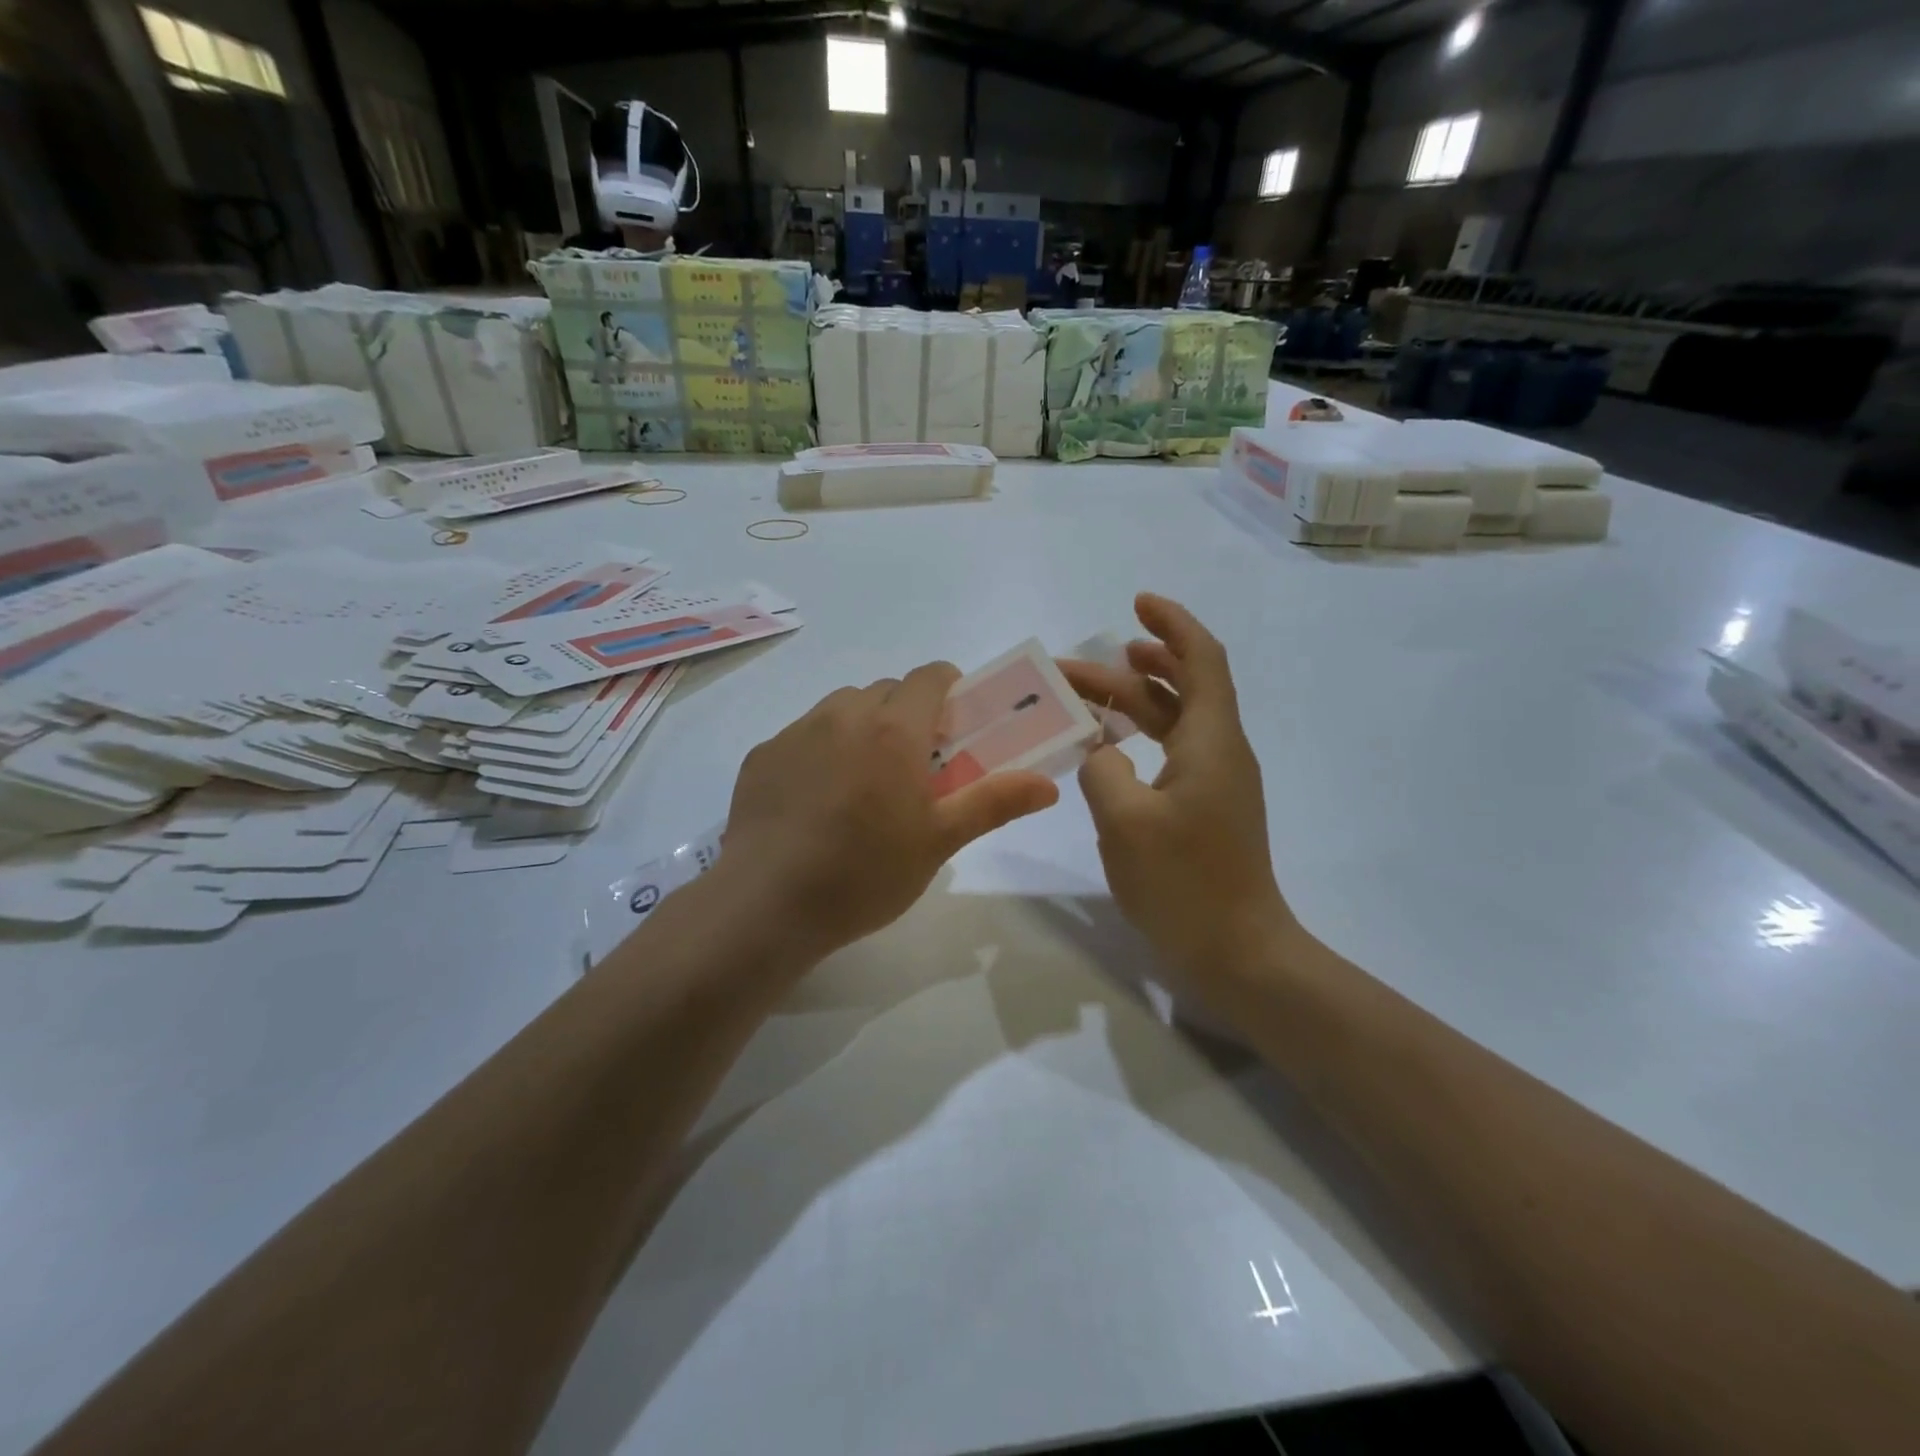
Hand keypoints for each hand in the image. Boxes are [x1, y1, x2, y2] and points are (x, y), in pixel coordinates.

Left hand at [721, 663, 1059, 961]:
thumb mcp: (939, 842)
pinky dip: (822, 749)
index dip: (951, 689)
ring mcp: (797, 731)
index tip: (956, 727)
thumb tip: (1049, 785)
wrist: (767, 904)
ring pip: (843, 708)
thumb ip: (994, 803)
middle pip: (888, 691)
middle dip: (909, 715)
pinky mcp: (763, 755)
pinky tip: (817, 801)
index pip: (931, 675)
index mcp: (894, 728)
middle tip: (915, 766)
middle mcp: (844, 714)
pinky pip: (804, 734)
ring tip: (864, 783)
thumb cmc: (866, 872)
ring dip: (864, 727)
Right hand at [1059, 594, 1295, 997]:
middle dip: (1132, 668)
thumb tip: (1100, 750)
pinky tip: (1106, 748)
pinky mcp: (1205, 808)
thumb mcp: (1125, 821)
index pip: (1201, 660)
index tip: (1138, 603)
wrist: (1237, 952)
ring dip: (1133, 701)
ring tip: (1087, 694)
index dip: (1173, 625)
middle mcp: (1220, 751)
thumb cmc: (1184, 883)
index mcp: (1212, 741)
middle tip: (1077, 669)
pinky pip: (1171, 752)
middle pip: (1181, 687)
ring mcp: (1215, 782)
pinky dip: (1139, 736)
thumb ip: (1102, 769)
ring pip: (1175, 720)